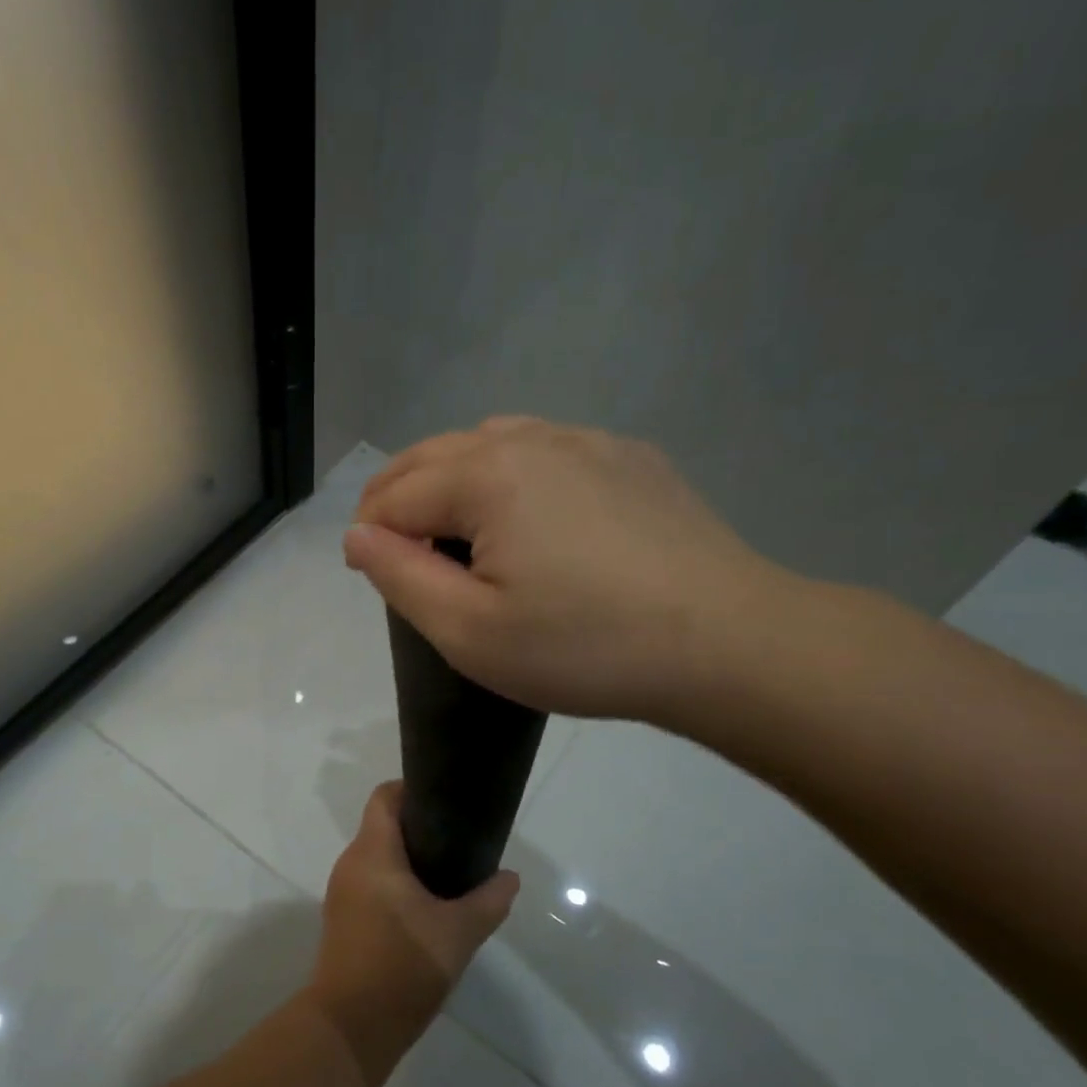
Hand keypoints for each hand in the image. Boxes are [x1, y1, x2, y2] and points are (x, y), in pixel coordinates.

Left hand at [309, 782, 518, 1086]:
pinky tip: (425, 910)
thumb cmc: (403, 966)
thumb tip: (509, 878)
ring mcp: (342, 893)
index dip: (413, 790)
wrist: (350, 1027)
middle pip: (383, 827)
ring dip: (409, 862)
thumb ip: (488, 901)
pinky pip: (371, 885)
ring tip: (449, 877)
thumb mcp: (458, 933)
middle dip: (419, 830)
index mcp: (373, 852)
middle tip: (459, 843)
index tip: (445, 803)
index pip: (385, 797)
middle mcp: (351, 863)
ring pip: (378, 859)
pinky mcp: (343, 920)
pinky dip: (396, 886)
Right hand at [345, 417, 795, 726]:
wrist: (728, 645)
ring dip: (454, 478)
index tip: (370, 576)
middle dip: (399, 495)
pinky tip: (532, 517)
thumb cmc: (585, 647)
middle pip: (436, 454)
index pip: (396, 493)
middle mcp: (532, 438)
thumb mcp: (469, 632)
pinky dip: (514, 474)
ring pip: (491, 443)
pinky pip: (548, 451)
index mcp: (486, 474)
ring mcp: (589, 442)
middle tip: (393, 547)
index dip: (370, 534)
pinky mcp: (632, 459)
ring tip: (454, 526)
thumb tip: (359, 535)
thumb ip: (400, 576)